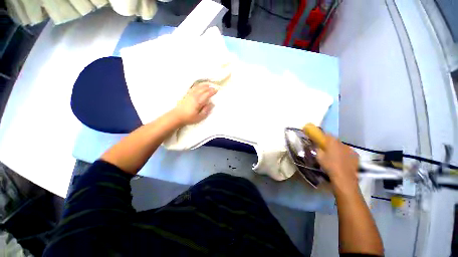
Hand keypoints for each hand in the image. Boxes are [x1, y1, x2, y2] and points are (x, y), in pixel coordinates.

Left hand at [171, 82, 217, 125]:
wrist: (177, 116)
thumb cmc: (189, 118)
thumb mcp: (200, 117)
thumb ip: (206, 110)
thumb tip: (211, 104)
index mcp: (198, 101)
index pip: (207, 94)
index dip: (212, 92)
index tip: (217, 90)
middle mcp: (194, 96)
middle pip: (202, 89)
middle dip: (209, 88)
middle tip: (214, 87)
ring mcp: (190, 95)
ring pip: (198, 87)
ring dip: (203, 85)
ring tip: (208, 85)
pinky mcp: (186, 95)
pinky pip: (193, 88)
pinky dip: (197, 86)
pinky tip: (199, 86)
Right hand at [316, 135, 358, 190]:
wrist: (344, 177)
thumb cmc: (329, 165)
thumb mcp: (319, 156)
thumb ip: (318, 149)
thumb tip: (317, 146)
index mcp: (332, 142)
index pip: (327, 134)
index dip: (323, 136)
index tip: (319, 140)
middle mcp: (342, 143)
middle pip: (335, 140)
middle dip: (330, 143)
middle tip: (326, 149)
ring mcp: (350, 149)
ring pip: (342, 146)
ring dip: (338, 148)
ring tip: (335, 156)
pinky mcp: (356, 156)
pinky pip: (348, 152)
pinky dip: (345, 154)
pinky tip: (342, 160)